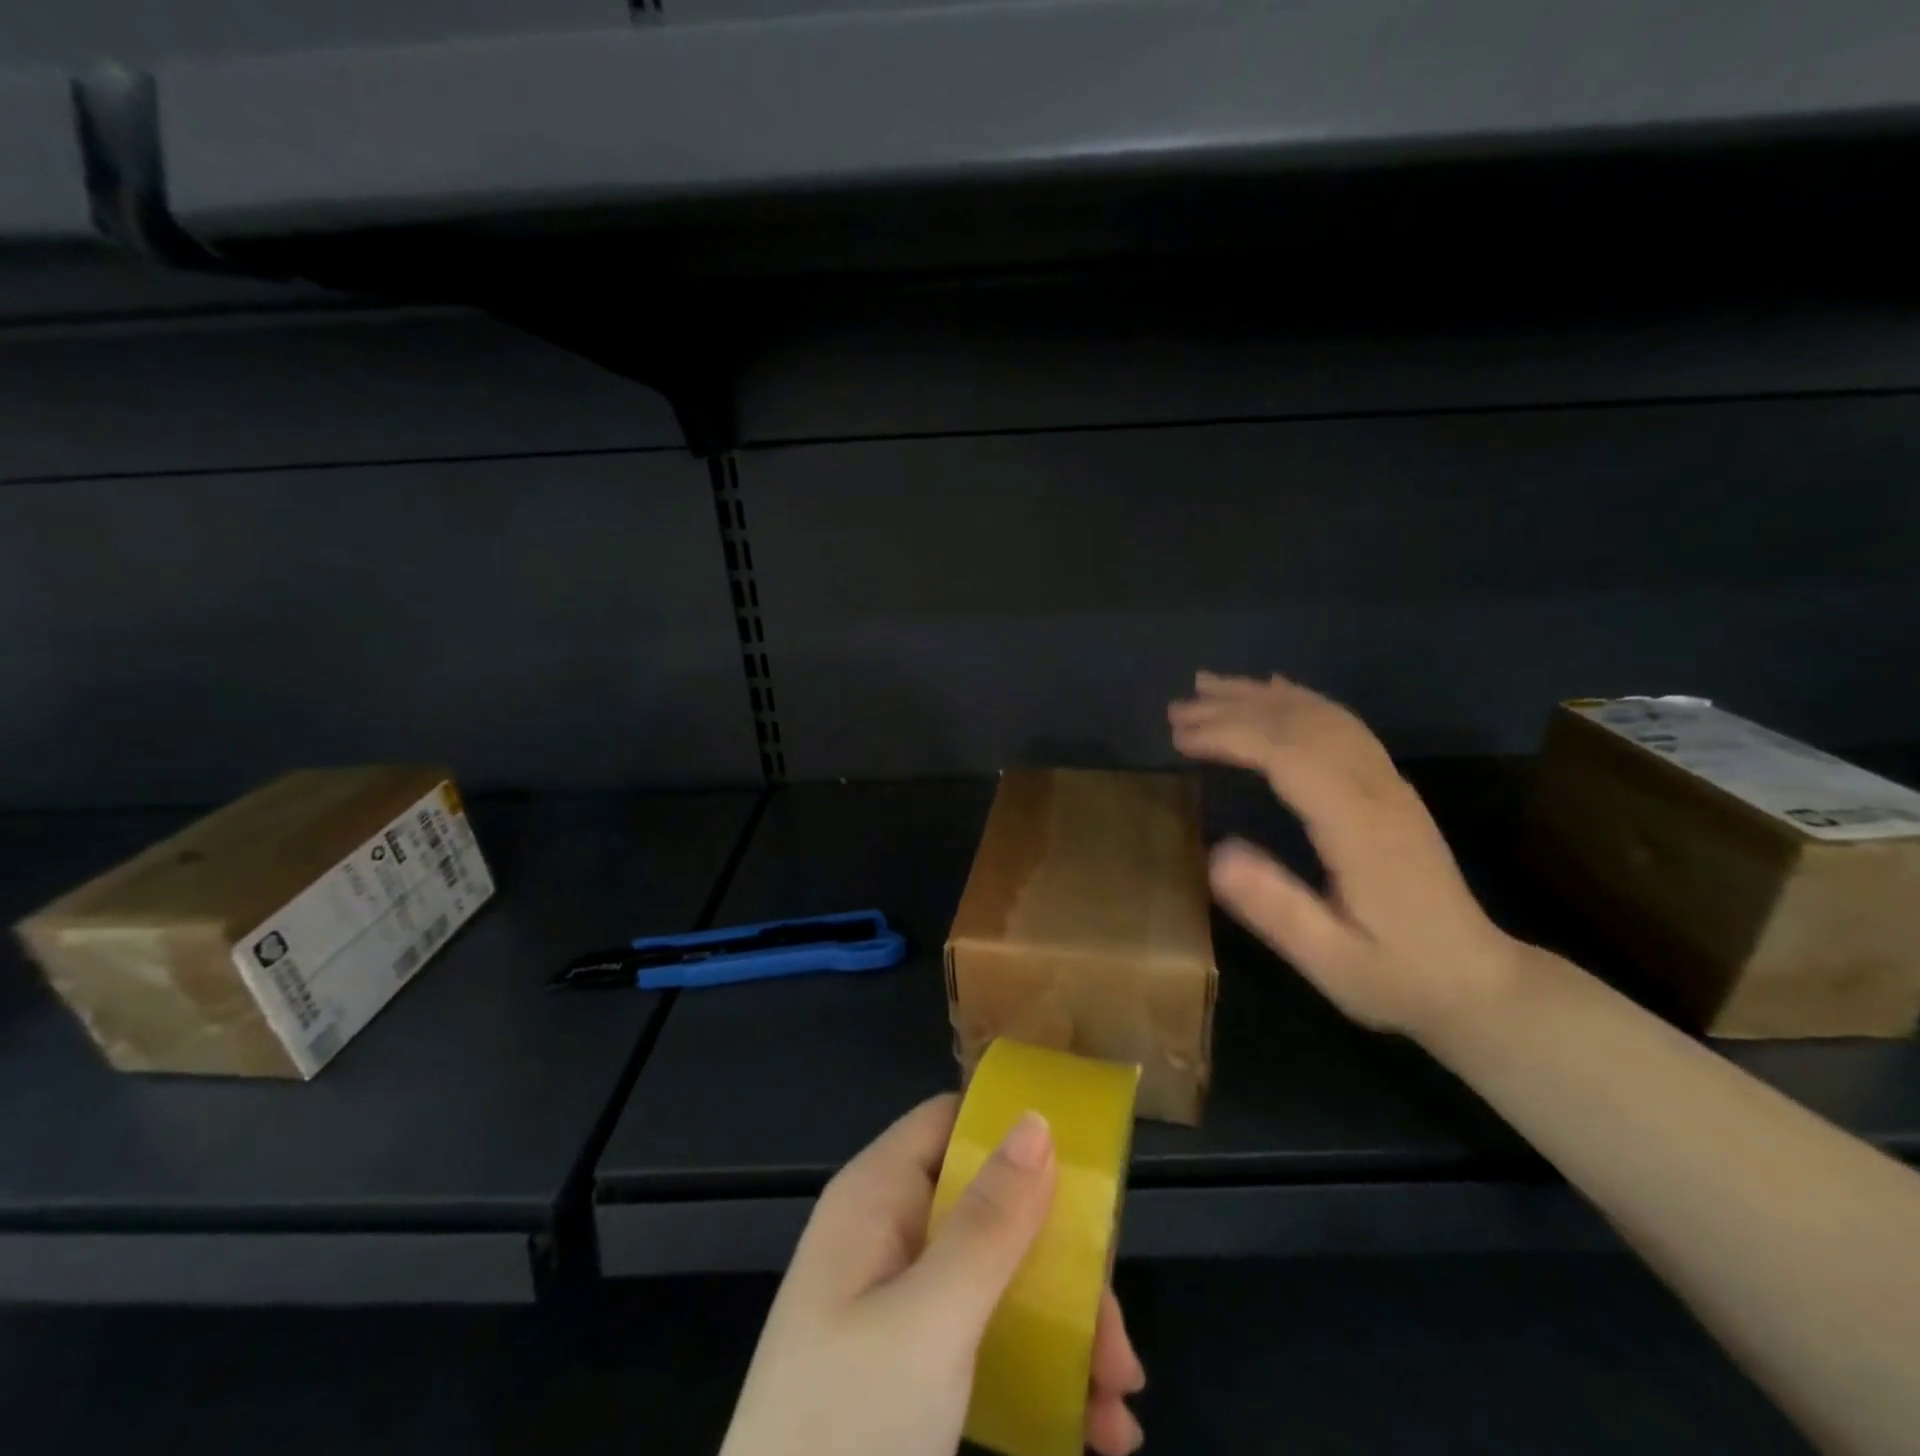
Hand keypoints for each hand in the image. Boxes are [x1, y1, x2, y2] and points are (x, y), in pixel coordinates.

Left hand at [720, 1095, 1145, 1455]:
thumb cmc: (846, 1430)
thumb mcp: (929, 1322)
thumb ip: (988, 1222)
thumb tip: (1036, 1119)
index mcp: (876, 1199)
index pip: (949, 1123)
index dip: (1011, 1131)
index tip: (1085, 1168)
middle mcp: (889, 1239)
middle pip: (989, 1209)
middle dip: (1062, 1264)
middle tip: (1117, 1332)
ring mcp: (901, 1308)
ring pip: (999, 1280)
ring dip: (1067, 1330)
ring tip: (1119, 1398)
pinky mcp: (914, 1372)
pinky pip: (989, 1343)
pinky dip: (1043, 1376)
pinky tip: (1095, 1426)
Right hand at [1169, 671, 1522, 1040]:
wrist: (1478, 983)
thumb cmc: (1397, 976)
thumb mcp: (1331, 962)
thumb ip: (1276, 909)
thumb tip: (1214, 855)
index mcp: (1361, 828)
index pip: (1289, 756)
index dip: (1231, 736)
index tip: (1180, 737)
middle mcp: (1378, 790)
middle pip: (1302, 725)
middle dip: (1234, 710)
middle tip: (1176, 711)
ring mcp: (1388, 783)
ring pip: (1323, 716)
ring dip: (1262, 697)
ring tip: (1207, 687)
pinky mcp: (1389, 786)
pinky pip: (1343, 725)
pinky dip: (1300, 700)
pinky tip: (1273, 691)